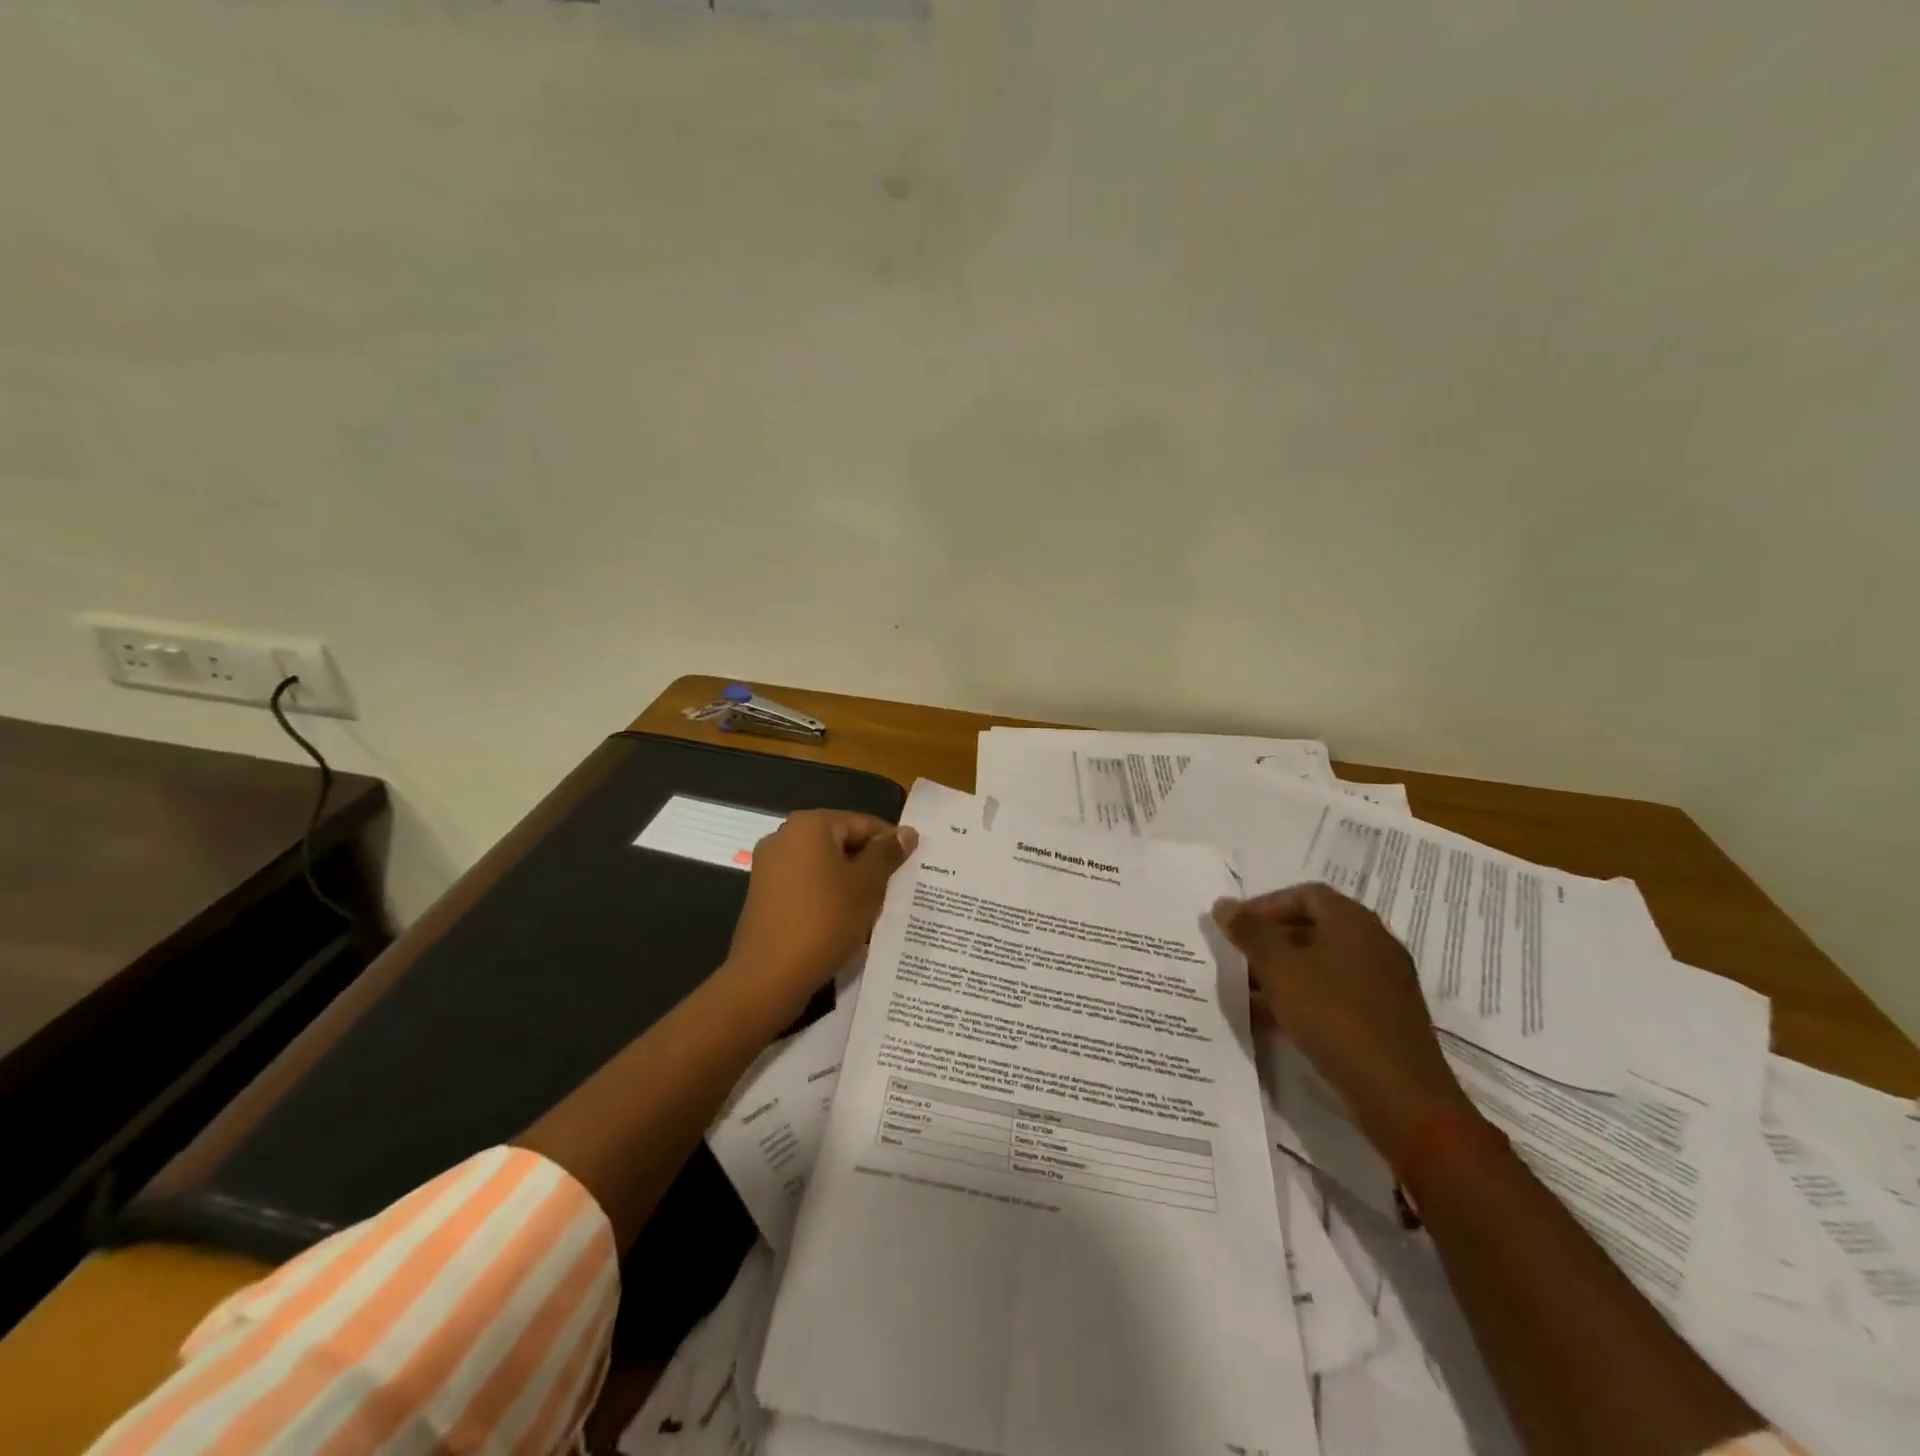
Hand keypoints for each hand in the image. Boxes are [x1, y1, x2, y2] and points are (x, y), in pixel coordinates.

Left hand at [722, 810, 917, 1025]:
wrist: (769, 976)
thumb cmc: (825, 920)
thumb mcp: (868, 884)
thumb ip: (887, 854)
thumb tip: (907, 833)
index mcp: (809, 825)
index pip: (863, 824)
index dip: (890, 844)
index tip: (910, 868)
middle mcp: (784, 836)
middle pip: (841, 842)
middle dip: (869, 864)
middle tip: (894, 890)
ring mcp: (769, 866)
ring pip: (824, 865)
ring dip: (849, 882)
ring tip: (873, 908)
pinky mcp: (764, 894)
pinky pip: (806, 884)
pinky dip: (827, 896)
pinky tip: (843, 920)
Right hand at [1214, 883, 1474, 1162]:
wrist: (1399, 1093)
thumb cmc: (1333, 1014)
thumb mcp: (1278, 967)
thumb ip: (1249, 932)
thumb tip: (1224, 905)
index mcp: (1353, 921)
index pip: (1304, 894)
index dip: (1265, 905)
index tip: (1236, 928)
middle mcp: (1373, 942)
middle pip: (1314, 927)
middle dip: (1271, 940)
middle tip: (1239, 959)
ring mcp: (1384, 981)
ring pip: (1323, 962)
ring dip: (1285, 971)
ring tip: (1250, 992)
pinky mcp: (1385, 1016)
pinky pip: (1336, 992)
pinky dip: (1305, 996)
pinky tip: (1277, 1020)